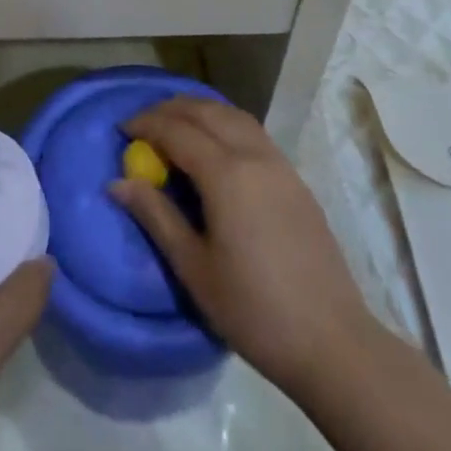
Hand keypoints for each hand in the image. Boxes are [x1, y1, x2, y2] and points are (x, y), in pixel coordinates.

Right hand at [110, 98, 375, 396]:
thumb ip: (156, 216)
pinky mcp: (296, 180)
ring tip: (176, 125)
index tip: (121, 129)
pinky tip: (216, 146)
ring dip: (201, 111)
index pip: (177, 131)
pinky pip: (253, 132)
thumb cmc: (254, 311)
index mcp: (226, 174)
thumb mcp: (194, 268)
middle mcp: (254, 156)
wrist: (332, 342)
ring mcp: (280, 165)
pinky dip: (225, 124)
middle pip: (207, 112)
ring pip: (234, 116)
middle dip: (171, 109)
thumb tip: (118, 182)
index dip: (146, 124)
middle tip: (144, 123)